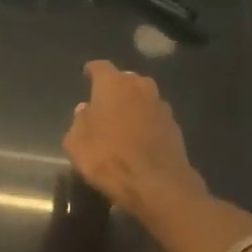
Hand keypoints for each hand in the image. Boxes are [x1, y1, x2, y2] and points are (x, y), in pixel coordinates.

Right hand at [64, 60, 207, 220]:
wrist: (156, 184)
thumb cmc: (108, 159)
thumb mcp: (77, 144)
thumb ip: (79, 122)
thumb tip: (85, 110)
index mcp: (113, 85)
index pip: (100, 67)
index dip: (92, 71)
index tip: (87, 74)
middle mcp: (140, 87)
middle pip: (125, 79)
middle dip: (114, 87)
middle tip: (103, 102)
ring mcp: (161, 105)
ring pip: (142, 96)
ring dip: (132, 104)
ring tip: (121, 120)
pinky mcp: (174, 125)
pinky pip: (153, 116)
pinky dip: (145, 121)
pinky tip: (138, 136)